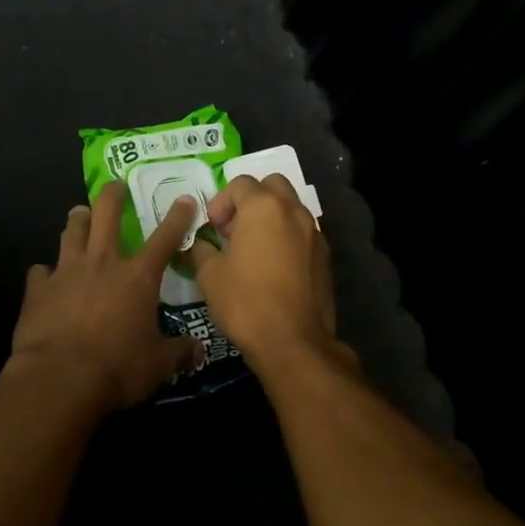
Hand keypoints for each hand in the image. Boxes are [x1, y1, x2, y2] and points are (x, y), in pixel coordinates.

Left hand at [9, 182, 202, 413]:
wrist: (60, 378)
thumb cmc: (117, 368)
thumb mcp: (158, 365)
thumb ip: (179, 352)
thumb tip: (199, 351)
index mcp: (137, 277)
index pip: (164, 239)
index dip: (177, 218)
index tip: (184, 199)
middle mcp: (102, 264)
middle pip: (106, 215)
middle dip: (113, 195)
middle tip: (116, 185)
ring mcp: (66, 272)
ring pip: (71, 233)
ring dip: (78, 221)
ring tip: (79, 214)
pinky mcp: (38, 289)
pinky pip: (40, 271)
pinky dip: (45, 272)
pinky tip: (44, 276)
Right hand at [187, 174, 344, 369]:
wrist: (293, 342)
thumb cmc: (245, 302)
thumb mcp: (210, 275)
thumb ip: (202, 249)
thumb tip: (199, 244)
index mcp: (263, 208)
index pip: (240, 183)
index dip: (221, 202)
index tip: (213, 229)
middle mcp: (293, 211)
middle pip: (272, 185)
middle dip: (251, 200)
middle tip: (235, 229)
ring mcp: (314, 232)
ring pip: (291, 208)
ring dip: (271, 217)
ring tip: (253, 249)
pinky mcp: (325, 256)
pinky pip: (303, 232)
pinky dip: (287, 237)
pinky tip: (273, 267)